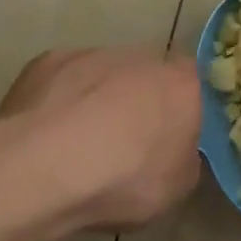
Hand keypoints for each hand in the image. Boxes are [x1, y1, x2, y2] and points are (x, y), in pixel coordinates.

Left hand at [2, 47, 201, 230]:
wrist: (47, 165)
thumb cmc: (125, 178)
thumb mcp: (178, 186)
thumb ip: (184, 157)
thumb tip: (177, 150)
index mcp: (181, 83)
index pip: (193, 84)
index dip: (180, 109)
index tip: (168, 137)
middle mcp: (142, 57)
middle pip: (147, 75)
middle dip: (139, 101)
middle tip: (125, 143)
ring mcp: (93, 54)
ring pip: (103, 74)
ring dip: (98, 99)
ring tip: (79, 144)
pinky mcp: (49, 61)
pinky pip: (63, 80)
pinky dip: (60, 101)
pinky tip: (47, 135)